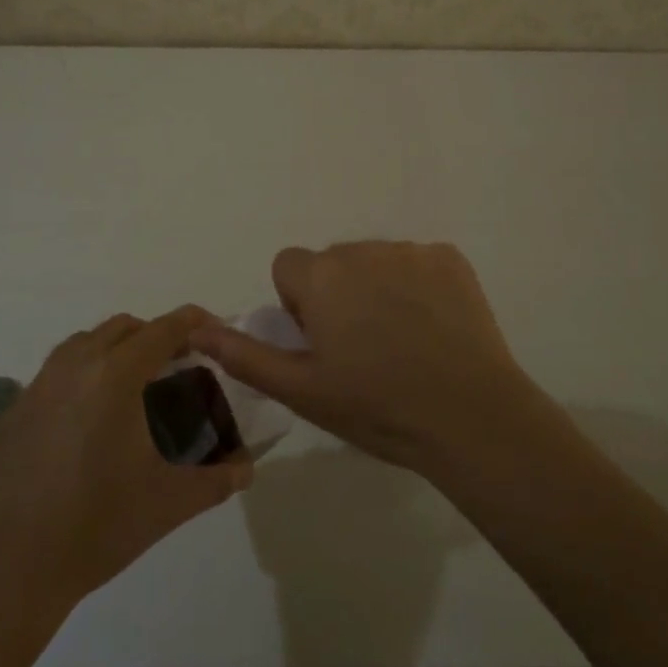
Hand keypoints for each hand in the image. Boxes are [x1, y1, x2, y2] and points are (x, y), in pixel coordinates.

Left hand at [0, 306, 251, 620]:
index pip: (162, 330)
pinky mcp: (12, 412)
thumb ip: (218, 479)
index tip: (213, 328)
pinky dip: (81, 377)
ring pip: (83, 343)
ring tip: (133, 384)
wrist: (12, 573)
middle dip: (154, 335)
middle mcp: (74, 367)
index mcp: (114, 377)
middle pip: (122, 327)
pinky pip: (54, 374)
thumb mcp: (170, 503)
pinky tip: (88, 419)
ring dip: (114, 349)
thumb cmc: (98, 528)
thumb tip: (248, 468)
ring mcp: (36, 387)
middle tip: (177, 363)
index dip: (192, 323)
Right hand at [190, 242, 549, 474]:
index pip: (288, 267)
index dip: (298, 304)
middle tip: (362, 350)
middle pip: (333, 263)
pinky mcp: (449, 258)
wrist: (470, 417)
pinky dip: (418, 287)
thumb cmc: (377, 407)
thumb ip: (245, 354)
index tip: (321, 342)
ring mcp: (410, 250)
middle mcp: (362, 249)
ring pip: (376, 262)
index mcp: (321, 276)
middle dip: (338, 295)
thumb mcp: (302, 390)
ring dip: (377, 289)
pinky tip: (435, 328)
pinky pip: (418, 263)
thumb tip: (197, 327)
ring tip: (402, 343)